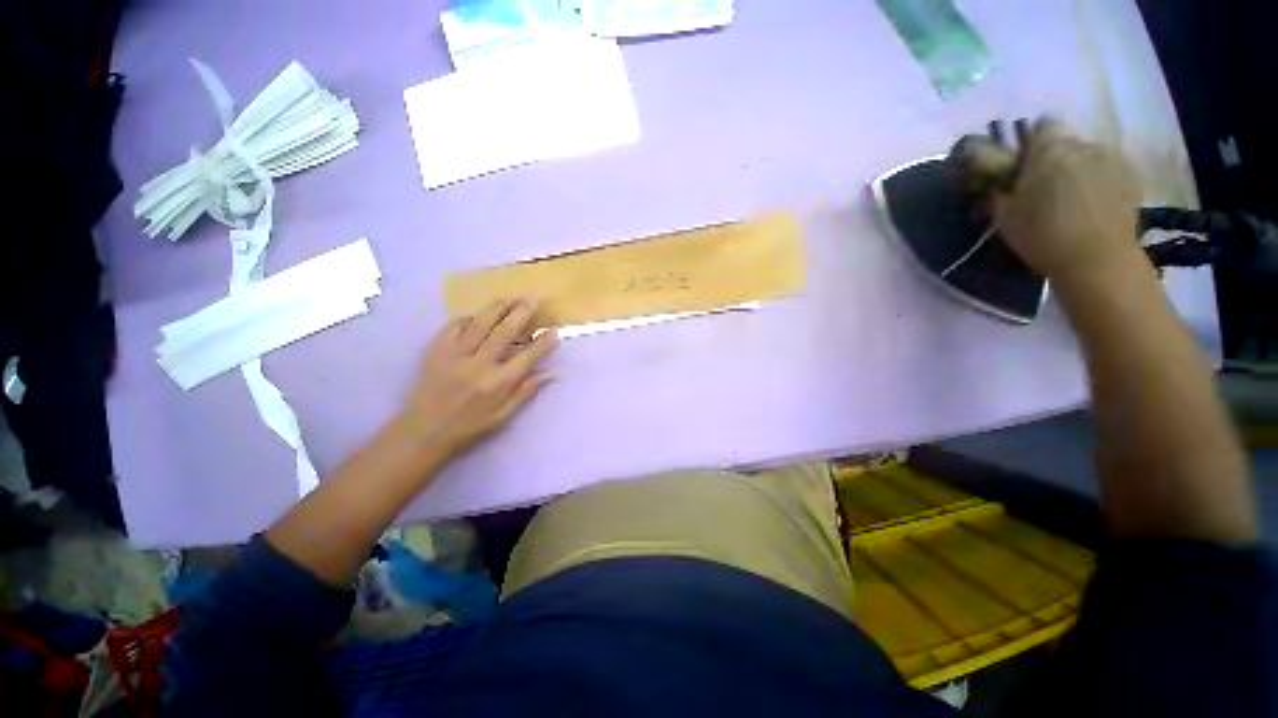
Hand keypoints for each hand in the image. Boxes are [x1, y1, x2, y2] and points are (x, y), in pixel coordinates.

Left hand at [399, 299, 557, 458]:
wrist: (422, 431)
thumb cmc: (468, 427)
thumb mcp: (503, 416)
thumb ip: (526, 392)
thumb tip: (550, 373)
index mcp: (498, 384)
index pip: (527, 356)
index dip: (543, 342)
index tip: (554, 330)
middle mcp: (478, 365)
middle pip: (505, 331)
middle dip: (522, 313)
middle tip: (534, 299)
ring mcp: (455, 355)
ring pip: (480, 323)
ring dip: (499, 307)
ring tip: (511, 298)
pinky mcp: (436, 350)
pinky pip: (455, 326)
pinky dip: (470, 317)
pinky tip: (479, 315)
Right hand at [994, 120, 1143, 280]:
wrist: (1097, 259)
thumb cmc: (1042, 235)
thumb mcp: (1004, 217)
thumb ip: (999, 191)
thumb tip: (996, 182)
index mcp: (1049, 148)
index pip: (1042, 125)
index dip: (1032, 142)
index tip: (1024, 164)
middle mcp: (1082, 143)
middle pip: (1066, 141)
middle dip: (1056, 158)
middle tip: (1044, 187)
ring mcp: (1112, 158)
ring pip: (1089, 155)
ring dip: (1079, 169)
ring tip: (1072, 198)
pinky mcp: (1132, 176)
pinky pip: (1110, 169)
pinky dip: (1100, 180)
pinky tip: (1093, 204)